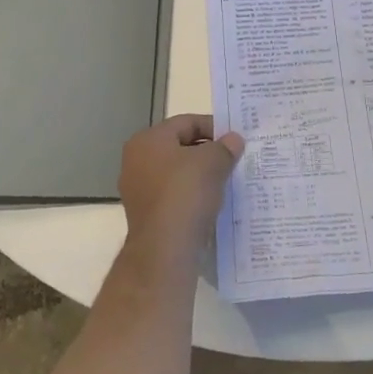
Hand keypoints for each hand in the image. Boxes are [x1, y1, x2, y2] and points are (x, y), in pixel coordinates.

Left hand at [118, 114, 244, 256]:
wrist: (165, 251)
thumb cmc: (185, 194)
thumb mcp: (212, 162)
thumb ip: (225, 147)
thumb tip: (234, 140)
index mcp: (148, 140)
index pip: (187, 122)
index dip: (214, 127)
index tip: (236, 139)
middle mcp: (137, 161)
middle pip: (181, 147)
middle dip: (208, 152)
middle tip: (234, 158)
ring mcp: (139, 190)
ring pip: (178, 173)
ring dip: (202, 175)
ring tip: (227, 181)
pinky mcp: (147, 215)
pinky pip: (175, 196)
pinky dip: (193, 196)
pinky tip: (213, 202)